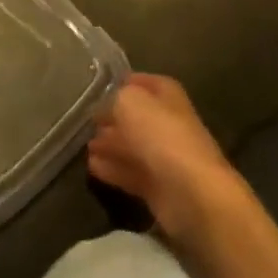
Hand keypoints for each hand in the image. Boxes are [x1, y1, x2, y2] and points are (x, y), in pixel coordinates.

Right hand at [87, 74, 248, 246]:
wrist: (192, 194)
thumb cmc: (161, 136)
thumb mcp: (130, 102)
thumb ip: (115, 98)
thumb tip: (107, 108)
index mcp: (168, 96)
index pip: (144, 82)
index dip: (123, 84)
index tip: (98, 90)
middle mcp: (168, 123)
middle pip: (137, 117)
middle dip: (113, 119)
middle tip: (87, 122)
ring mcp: (165, 158)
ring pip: (132, 146)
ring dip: (110, 145)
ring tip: (85, 146)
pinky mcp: (159, 188)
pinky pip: (131, 173)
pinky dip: (113, 169)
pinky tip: (93, 167)